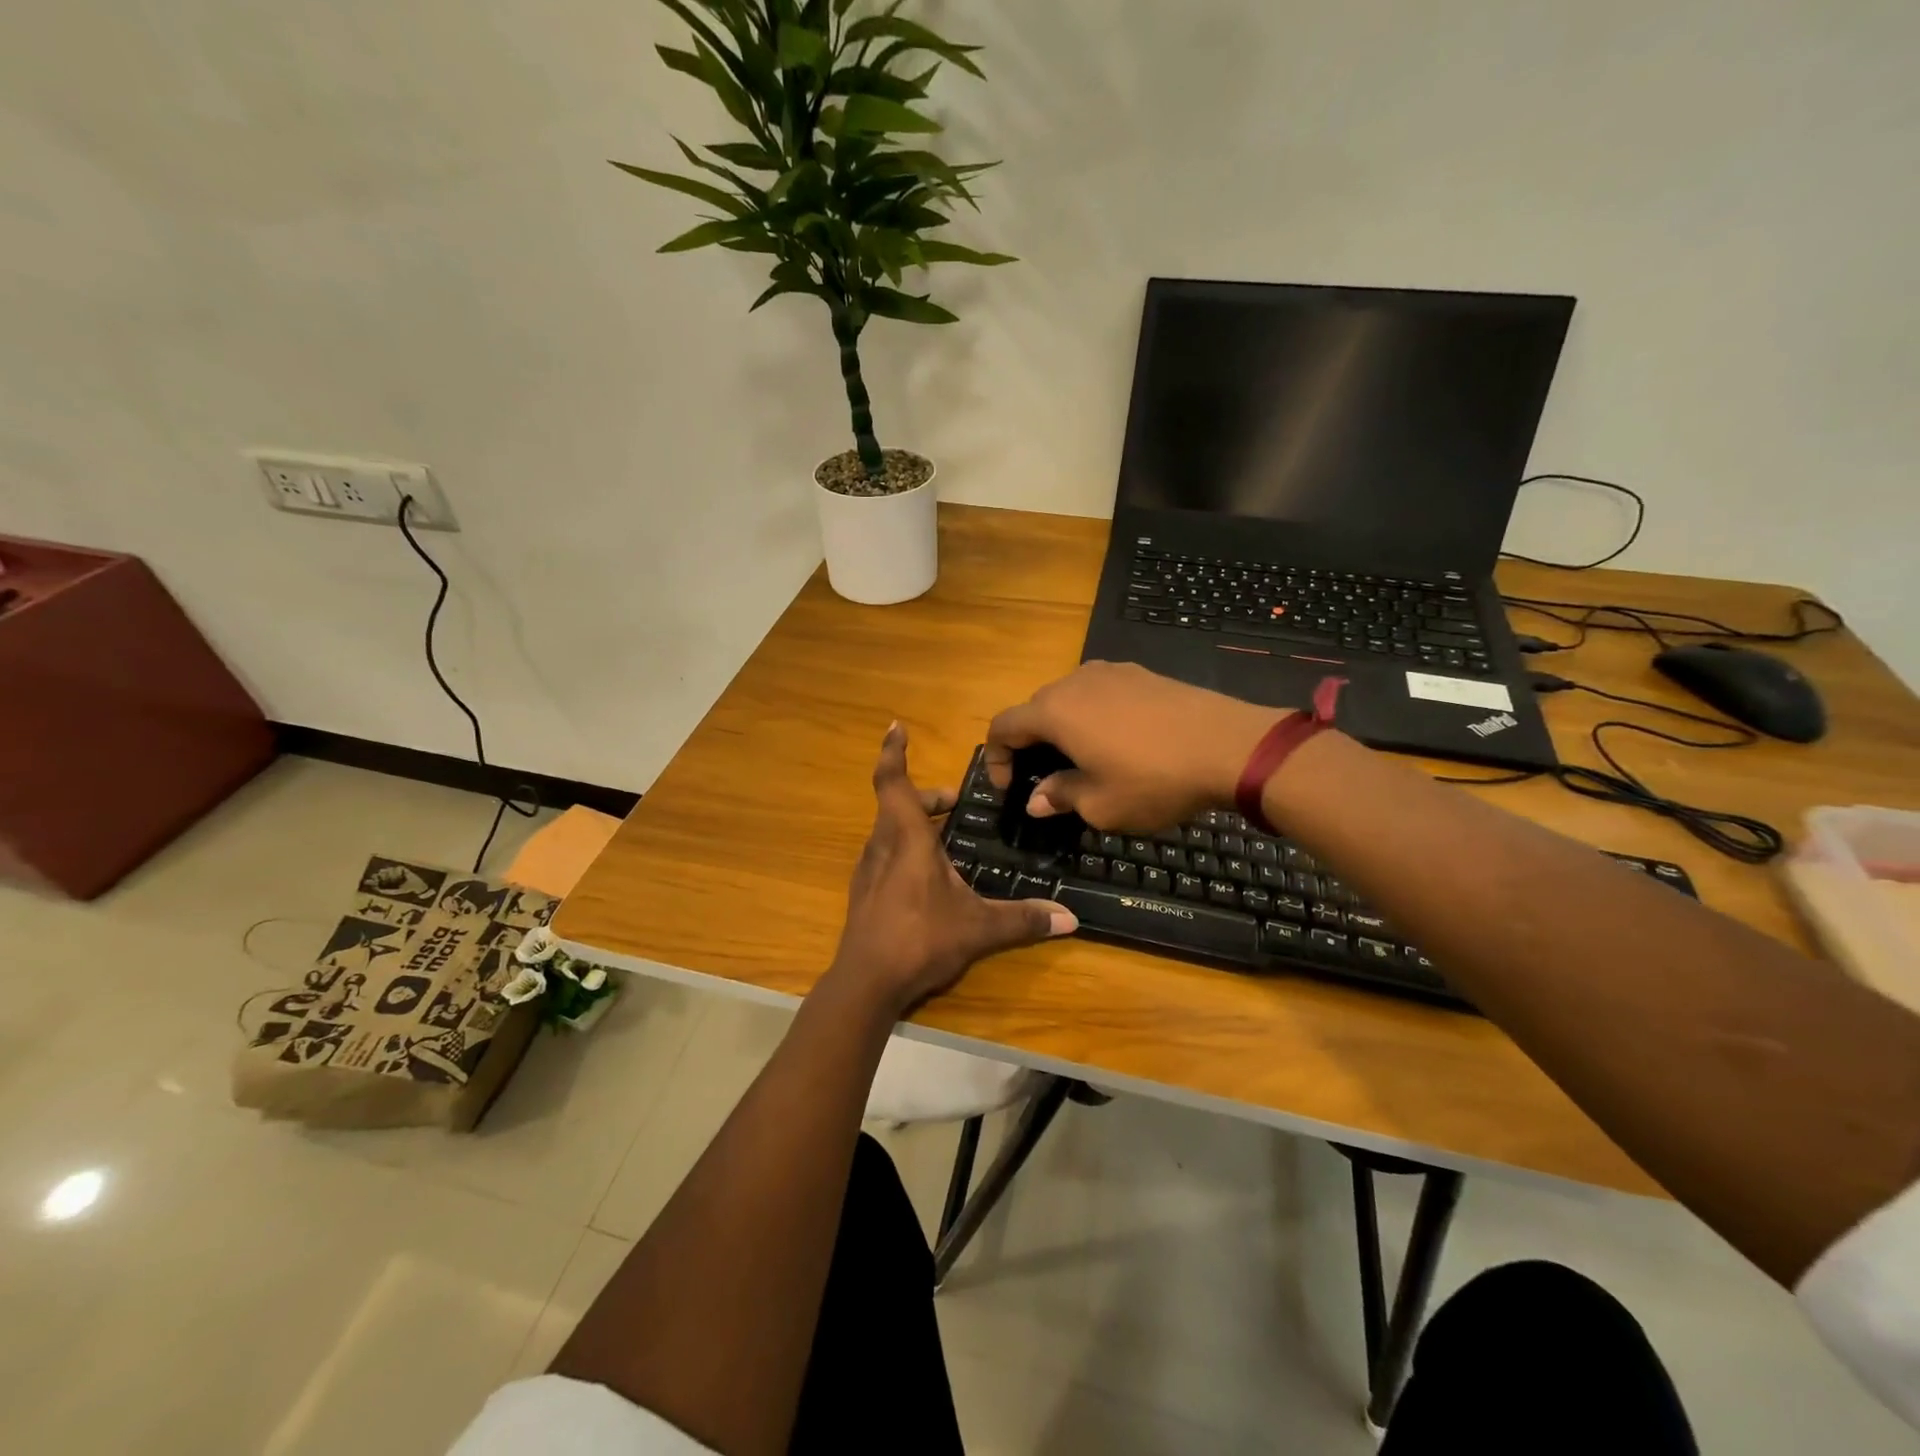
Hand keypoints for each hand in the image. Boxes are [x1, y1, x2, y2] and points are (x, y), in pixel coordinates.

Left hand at [829, 723, 1076, 1016]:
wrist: (865, 984)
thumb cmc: (920, 939)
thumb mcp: (978, 928)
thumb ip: (1023, 920)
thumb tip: (1071, 919)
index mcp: (907, 839)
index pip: (893, 782)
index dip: (893, 752)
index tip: (895, 726)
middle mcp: (882, 846)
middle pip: (898, 805)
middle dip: (926, 798)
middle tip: (955, 804)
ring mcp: (868, 870)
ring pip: (889, 830)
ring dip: (914, 823)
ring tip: (946, 838)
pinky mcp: (865, 893)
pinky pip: (884, 854)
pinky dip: (904, 848)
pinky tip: (927, 877)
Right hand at [985, 661, 1286, 830]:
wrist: (1230, 746)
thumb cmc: (1154, 780)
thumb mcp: (1101, 805)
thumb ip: (1060, 797)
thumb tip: (1036, 800)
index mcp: (1055, 711)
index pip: (1003, 726)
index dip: (996, 758)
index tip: (1010, 788)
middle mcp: (1075, 682)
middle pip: (1035, 709)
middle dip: (1030, 744)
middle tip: (1045, 779)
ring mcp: (1112, 672)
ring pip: (1069, 698)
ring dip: (1063, 728)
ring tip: (1082, 761)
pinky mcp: (1142, 674)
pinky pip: (1101, 694)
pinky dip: (1093, 717)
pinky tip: (1119, 743)